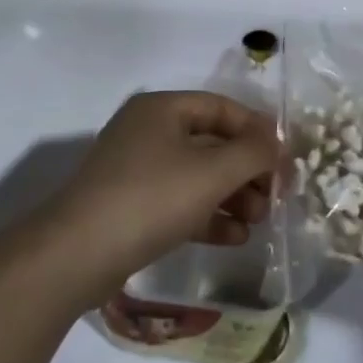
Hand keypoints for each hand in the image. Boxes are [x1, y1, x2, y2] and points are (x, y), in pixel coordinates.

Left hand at [50, 91, 282, 297]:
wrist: (78, 254)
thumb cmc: (151, 198)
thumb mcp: (211, 172)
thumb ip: (252, 153)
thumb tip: (275, 143)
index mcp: (161, 109)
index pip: (221, 107)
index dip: (257, 130)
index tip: (285, 158)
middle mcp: (148, 132)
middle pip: (211, 143)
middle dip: (247, 170)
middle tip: (275, 197)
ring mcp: (136, 171)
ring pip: (197, 175)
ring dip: (232, 196)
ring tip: (259, 221)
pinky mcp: (131, 207)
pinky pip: (179, 202)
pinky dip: (208, 215)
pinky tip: (235, 237)